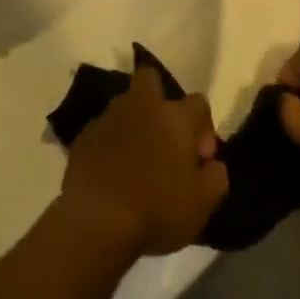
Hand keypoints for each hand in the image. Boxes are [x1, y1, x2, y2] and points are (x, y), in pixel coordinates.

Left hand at [58, 66, 228, 256]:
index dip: (203, 127)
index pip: (198, 102)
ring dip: (134, 123)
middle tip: (164, 135)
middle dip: (159, 97)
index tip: (200, 157)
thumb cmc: (157, 210)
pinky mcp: (84, 134)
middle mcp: (141, 106)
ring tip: (137, 160)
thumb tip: (212, 163)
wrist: (95, 219)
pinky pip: (104, 129)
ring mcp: (108, 117)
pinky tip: (113, 171)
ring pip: (125, 105)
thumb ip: (215, 178)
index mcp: (175, 118)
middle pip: (150, 79)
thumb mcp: (202, 205)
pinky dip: (111, 142)